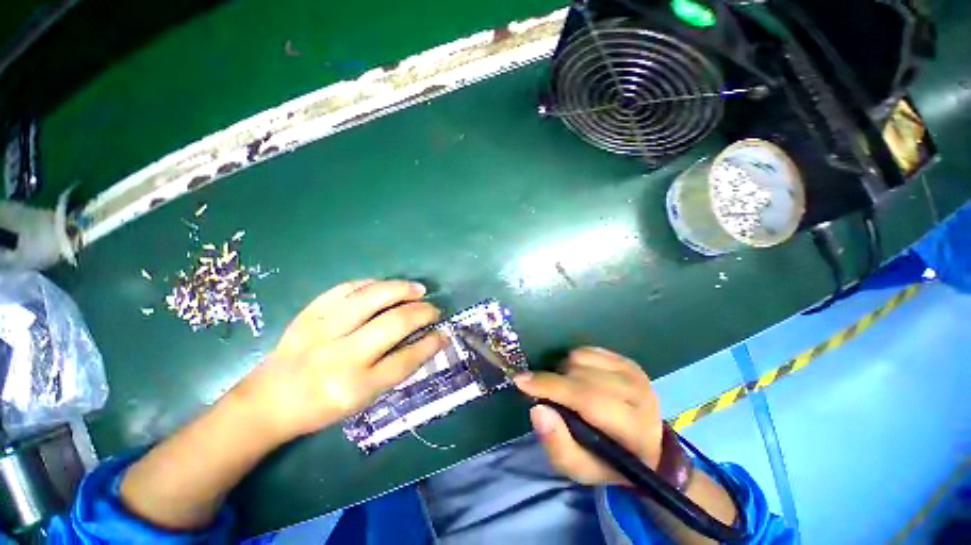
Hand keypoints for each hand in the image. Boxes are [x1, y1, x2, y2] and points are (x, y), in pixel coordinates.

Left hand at [235, 279, 446, 441]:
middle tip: (434, 310)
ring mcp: (322, 331)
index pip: (405, 360)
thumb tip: (427, 341)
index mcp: (355, 387)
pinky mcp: (309, 314)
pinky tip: (384, 285)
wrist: (268, 401)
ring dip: (401, 289)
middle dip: (422, 313)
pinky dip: (370, 283)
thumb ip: (395, 369)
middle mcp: (340, 357)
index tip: (444, 333)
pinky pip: (345, 289)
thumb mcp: (363, 400)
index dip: (431, 343)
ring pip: (371, 298)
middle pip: (393, 324)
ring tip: (418, 289)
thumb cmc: (321, 407)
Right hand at [514, 347, 663, 485]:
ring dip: (564, 372)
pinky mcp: (627, 361)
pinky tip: (579, 378)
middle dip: (555, 382)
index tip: (521, 381)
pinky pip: (587, 350)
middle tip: (548, 396)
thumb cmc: (607, 461)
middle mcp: (639, 395)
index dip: (551, 386)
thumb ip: (557, 445)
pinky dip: (574, 362)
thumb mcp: (580, 468)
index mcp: (633, 429)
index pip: (587, 399)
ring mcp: (634, 373)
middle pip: (580, 375)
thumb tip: (537, 409)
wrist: (644, 447)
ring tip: (568, 390)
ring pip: (581, 358)